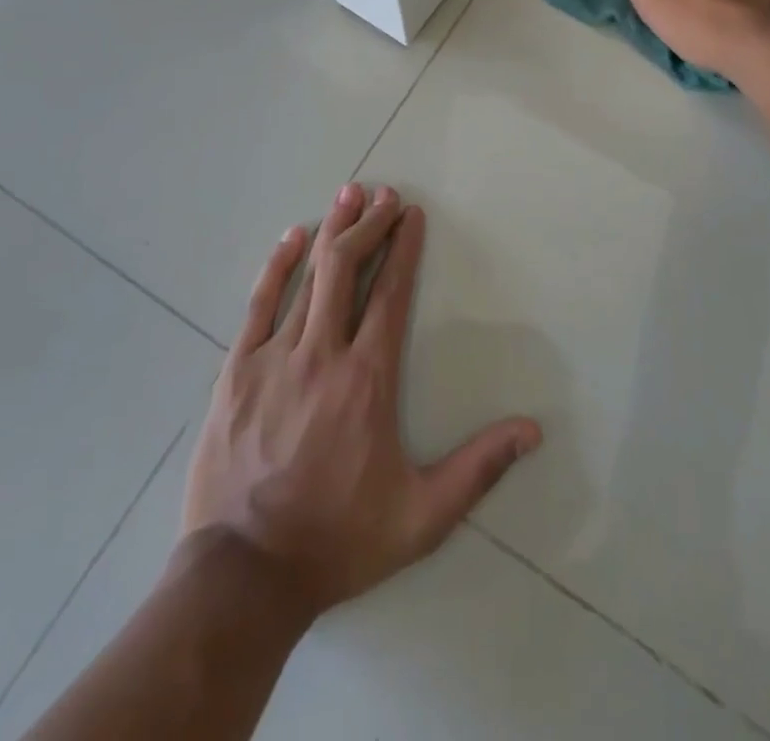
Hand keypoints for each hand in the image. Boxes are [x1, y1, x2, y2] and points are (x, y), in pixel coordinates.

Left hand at [181, 183, 541, 617]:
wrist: (243, 576)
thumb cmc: (337, 540)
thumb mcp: (421, 517)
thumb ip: (478, 468)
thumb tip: (533, 430)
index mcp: (367, 380)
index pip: (391, 295)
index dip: (404, 248)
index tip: (412, 214)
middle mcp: (322, 355)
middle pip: (348, 270)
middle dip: (369, 225)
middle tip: (384, 194)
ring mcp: (275, 358)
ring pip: (308, 278)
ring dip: (332, 231)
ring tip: (349, 194)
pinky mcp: (236, 370)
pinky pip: (259, 304)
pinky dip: (277, 266)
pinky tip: (292, 237)